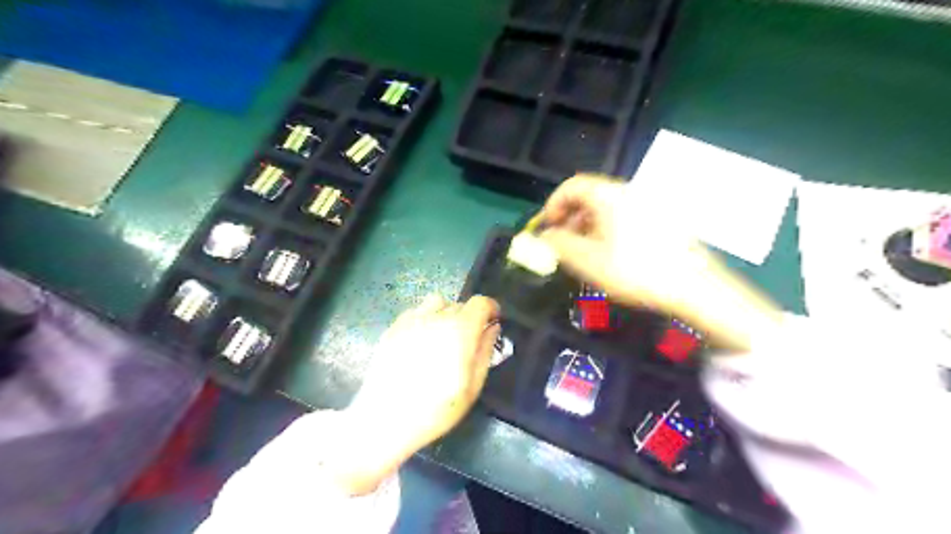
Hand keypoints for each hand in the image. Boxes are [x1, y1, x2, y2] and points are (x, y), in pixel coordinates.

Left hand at [326, 294, 498, 493]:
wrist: (385, 418)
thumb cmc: (436, 408)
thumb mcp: (472, 387)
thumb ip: (485, 352)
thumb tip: (492, 328)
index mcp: (459, 330)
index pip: (481, 303)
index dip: (491, 309)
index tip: (493, 322)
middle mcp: (436, 317)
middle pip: (460, 304)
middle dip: (469, 318)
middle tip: (467, 341)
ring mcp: (411, 320)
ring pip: (436, 303)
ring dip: (446, 314)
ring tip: (443, 337)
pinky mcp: (393, 328)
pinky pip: (416, 312)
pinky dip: (425, 319)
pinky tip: (421, 342)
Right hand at [539, 173, 708, 310]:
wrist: (693, 286)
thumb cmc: (634, 270)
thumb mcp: (587, 260)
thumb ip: (558, 244)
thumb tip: (545, 236)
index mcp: (609, 195)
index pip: (572, 186)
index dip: (553, 205)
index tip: (546, 228)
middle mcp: (630, 192)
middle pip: (590, 197)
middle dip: (570, 219)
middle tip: (563, 245)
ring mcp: (650, 205)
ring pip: (608, 209)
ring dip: (588, 226)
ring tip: (585, 254)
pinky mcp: (663, 220)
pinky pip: (626, 217)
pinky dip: (609, 230)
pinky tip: (611, 255)